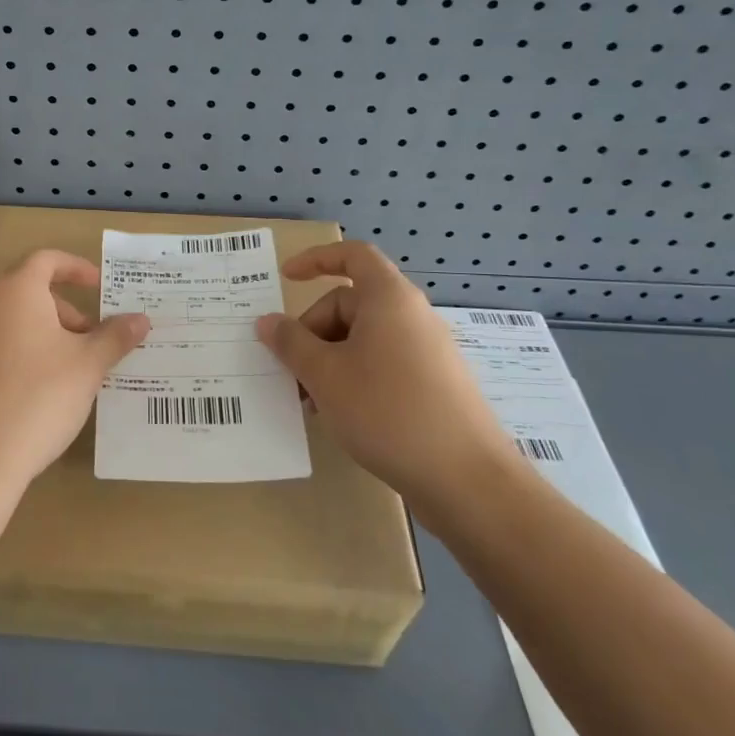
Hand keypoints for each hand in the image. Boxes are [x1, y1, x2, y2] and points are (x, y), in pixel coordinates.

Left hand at [0, 250, 149, 502]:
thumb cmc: (37, 397)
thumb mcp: (88, 365)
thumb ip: (115, 337)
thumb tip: (141, 319)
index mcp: (16, 291)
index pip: (47, 260)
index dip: (77, 268)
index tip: (101, 286)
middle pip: (31, 291)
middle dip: (68, 310)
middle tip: (95, 340)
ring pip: (17, 321)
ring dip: (50, 334)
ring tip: (77, 370)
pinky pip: (1, 345)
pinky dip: (28, 353)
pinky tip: (46, 391)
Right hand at [255, 242, 511, 514]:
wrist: (466, 480)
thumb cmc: (387, 411)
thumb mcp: (324, 375)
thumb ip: (290, 343)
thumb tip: (267, 322)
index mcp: (389, 299)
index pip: (353, 256)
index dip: (316, 260)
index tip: (286, 278)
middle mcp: (412, 316)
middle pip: (350, 304)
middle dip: (313, 332)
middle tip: (292, 372)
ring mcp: (427, 351)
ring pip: (364, 340)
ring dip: (329, 361)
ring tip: (312, 401)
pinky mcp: (435, 385)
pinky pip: (384, 364)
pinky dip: (355, 378)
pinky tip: (342, 415)